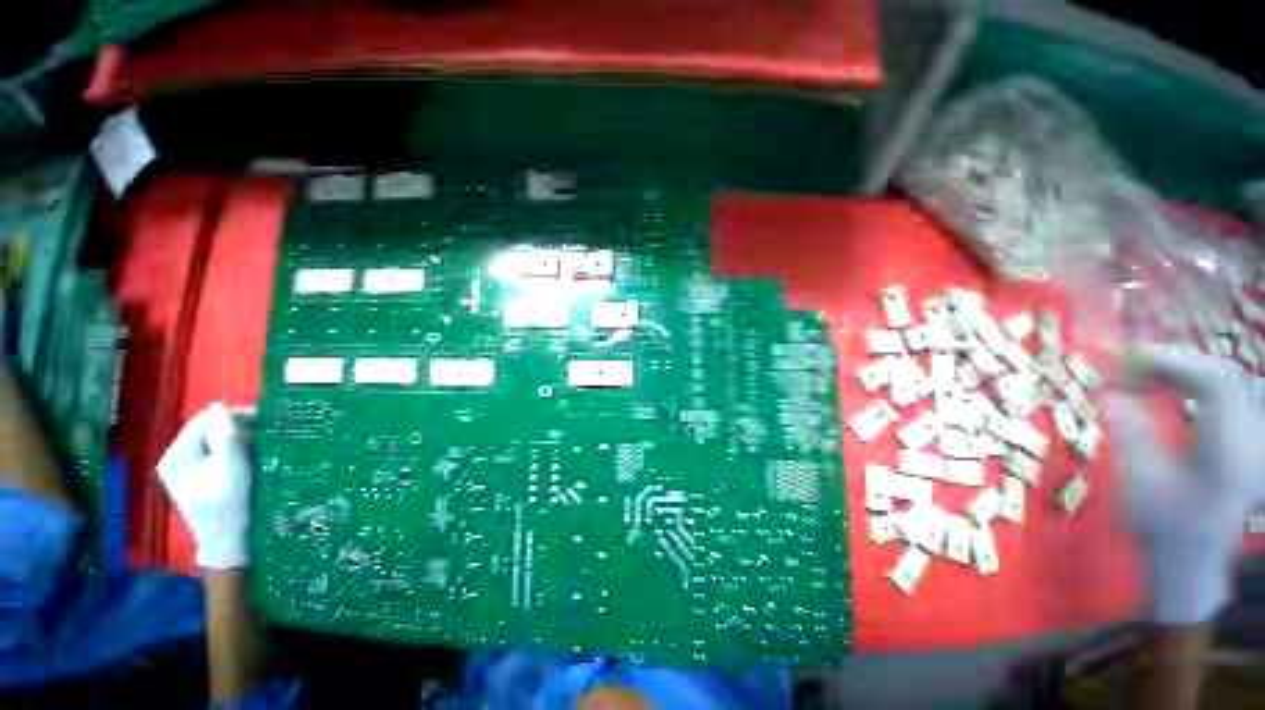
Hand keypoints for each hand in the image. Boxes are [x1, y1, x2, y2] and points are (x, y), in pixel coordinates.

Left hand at [157, 404, 251, 569]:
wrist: (230, 543)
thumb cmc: (230, 505)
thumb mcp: (232, 468)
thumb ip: (226, 436)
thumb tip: (222, 408)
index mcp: (176, 455)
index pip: (204, 420)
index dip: (233, 417)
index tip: (264, 421)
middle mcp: (176, 458)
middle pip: (208, 430)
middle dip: (237, 429)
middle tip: (265, 435)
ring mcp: (186, 469)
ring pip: (215, 441)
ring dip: (238, 440)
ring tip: (260, 447)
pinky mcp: (199, 477)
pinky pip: (217, 453)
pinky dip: (235, 451)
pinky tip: (249, 458)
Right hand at [1107, 345, 1264, 624]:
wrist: (1194, 562)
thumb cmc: (1163, 529)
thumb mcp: (1139, 486)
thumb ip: (1129, 435)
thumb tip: (1111, 395)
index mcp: (1228, 450)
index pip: (1214, 382)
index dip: (1170, 364)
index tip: (1126, 367)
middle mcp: (1250, 439)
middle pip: (1224, 376)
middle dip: (1176, 364)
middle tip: (1132, 371)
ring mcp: (1253, 440)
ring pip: (1229, 383)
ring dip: (1186, 372)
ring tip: (1149, 379)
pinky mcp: (1247, 441)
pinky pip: (1229, 396)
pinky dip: (1198, 386)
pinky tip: (1176, 394)